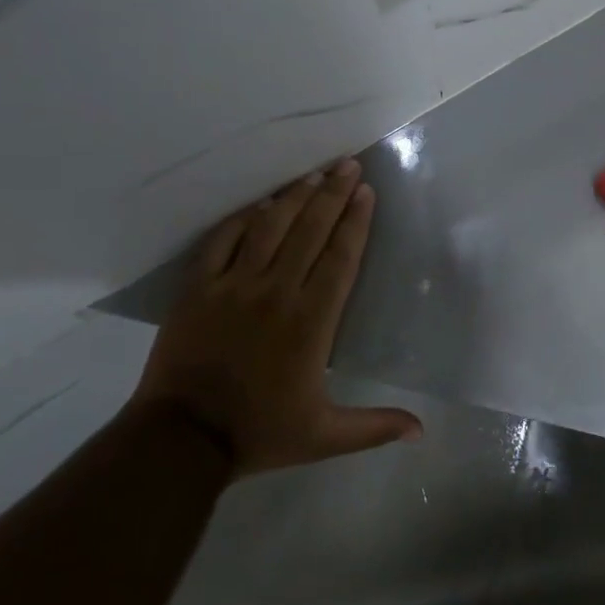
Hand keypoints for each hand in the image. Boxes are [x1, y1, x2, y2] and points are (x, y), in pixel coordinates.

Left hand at [130, 158, 420, 474]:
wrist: (181, 440)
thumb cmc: (259, 432)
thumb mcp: (324, 436)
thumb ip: (375, 427)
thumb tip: (423, 431)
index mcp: (311, 321)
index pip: (340, 257)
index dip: (355, 221)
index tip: (366, 192)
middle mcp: (276, 292)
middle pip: (310, 231)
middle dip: (332, 194)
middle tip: (348, 165)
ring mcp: (233, 286)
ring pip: (269, 228)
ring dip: (293, 198)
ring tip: (313, 175)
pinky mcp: (198, 288)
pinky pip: (222, 241)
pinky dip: (242, 219)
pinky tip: (258, 204)